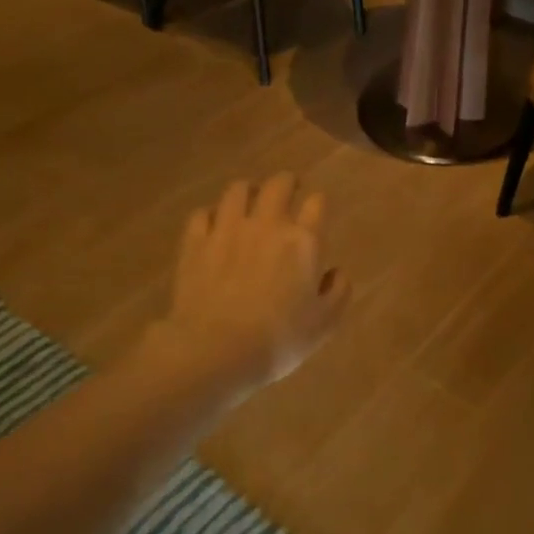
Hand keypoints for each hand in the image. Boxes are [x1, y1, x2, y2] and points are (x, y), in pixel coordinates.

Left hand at [154, 173, 349, 398]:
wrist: (215, 351)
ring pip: (237, 190)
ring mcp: (226, 230)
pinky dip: (212, 214)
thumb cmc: (279, 339)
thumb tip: (335, 271)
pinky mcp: (194, 243)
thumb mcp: (325, 324)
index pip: (317, 203)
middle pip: (278, 184)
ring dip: (248, 191)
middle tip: (288, 190)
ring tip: (249, 201)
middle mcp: (266, 224)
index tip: (317, 211)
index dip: (318, 203)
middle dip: (286, 182)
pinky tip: (214, 226)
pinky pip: (202, 213)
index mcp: (303, 241)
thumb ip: (338, 291)